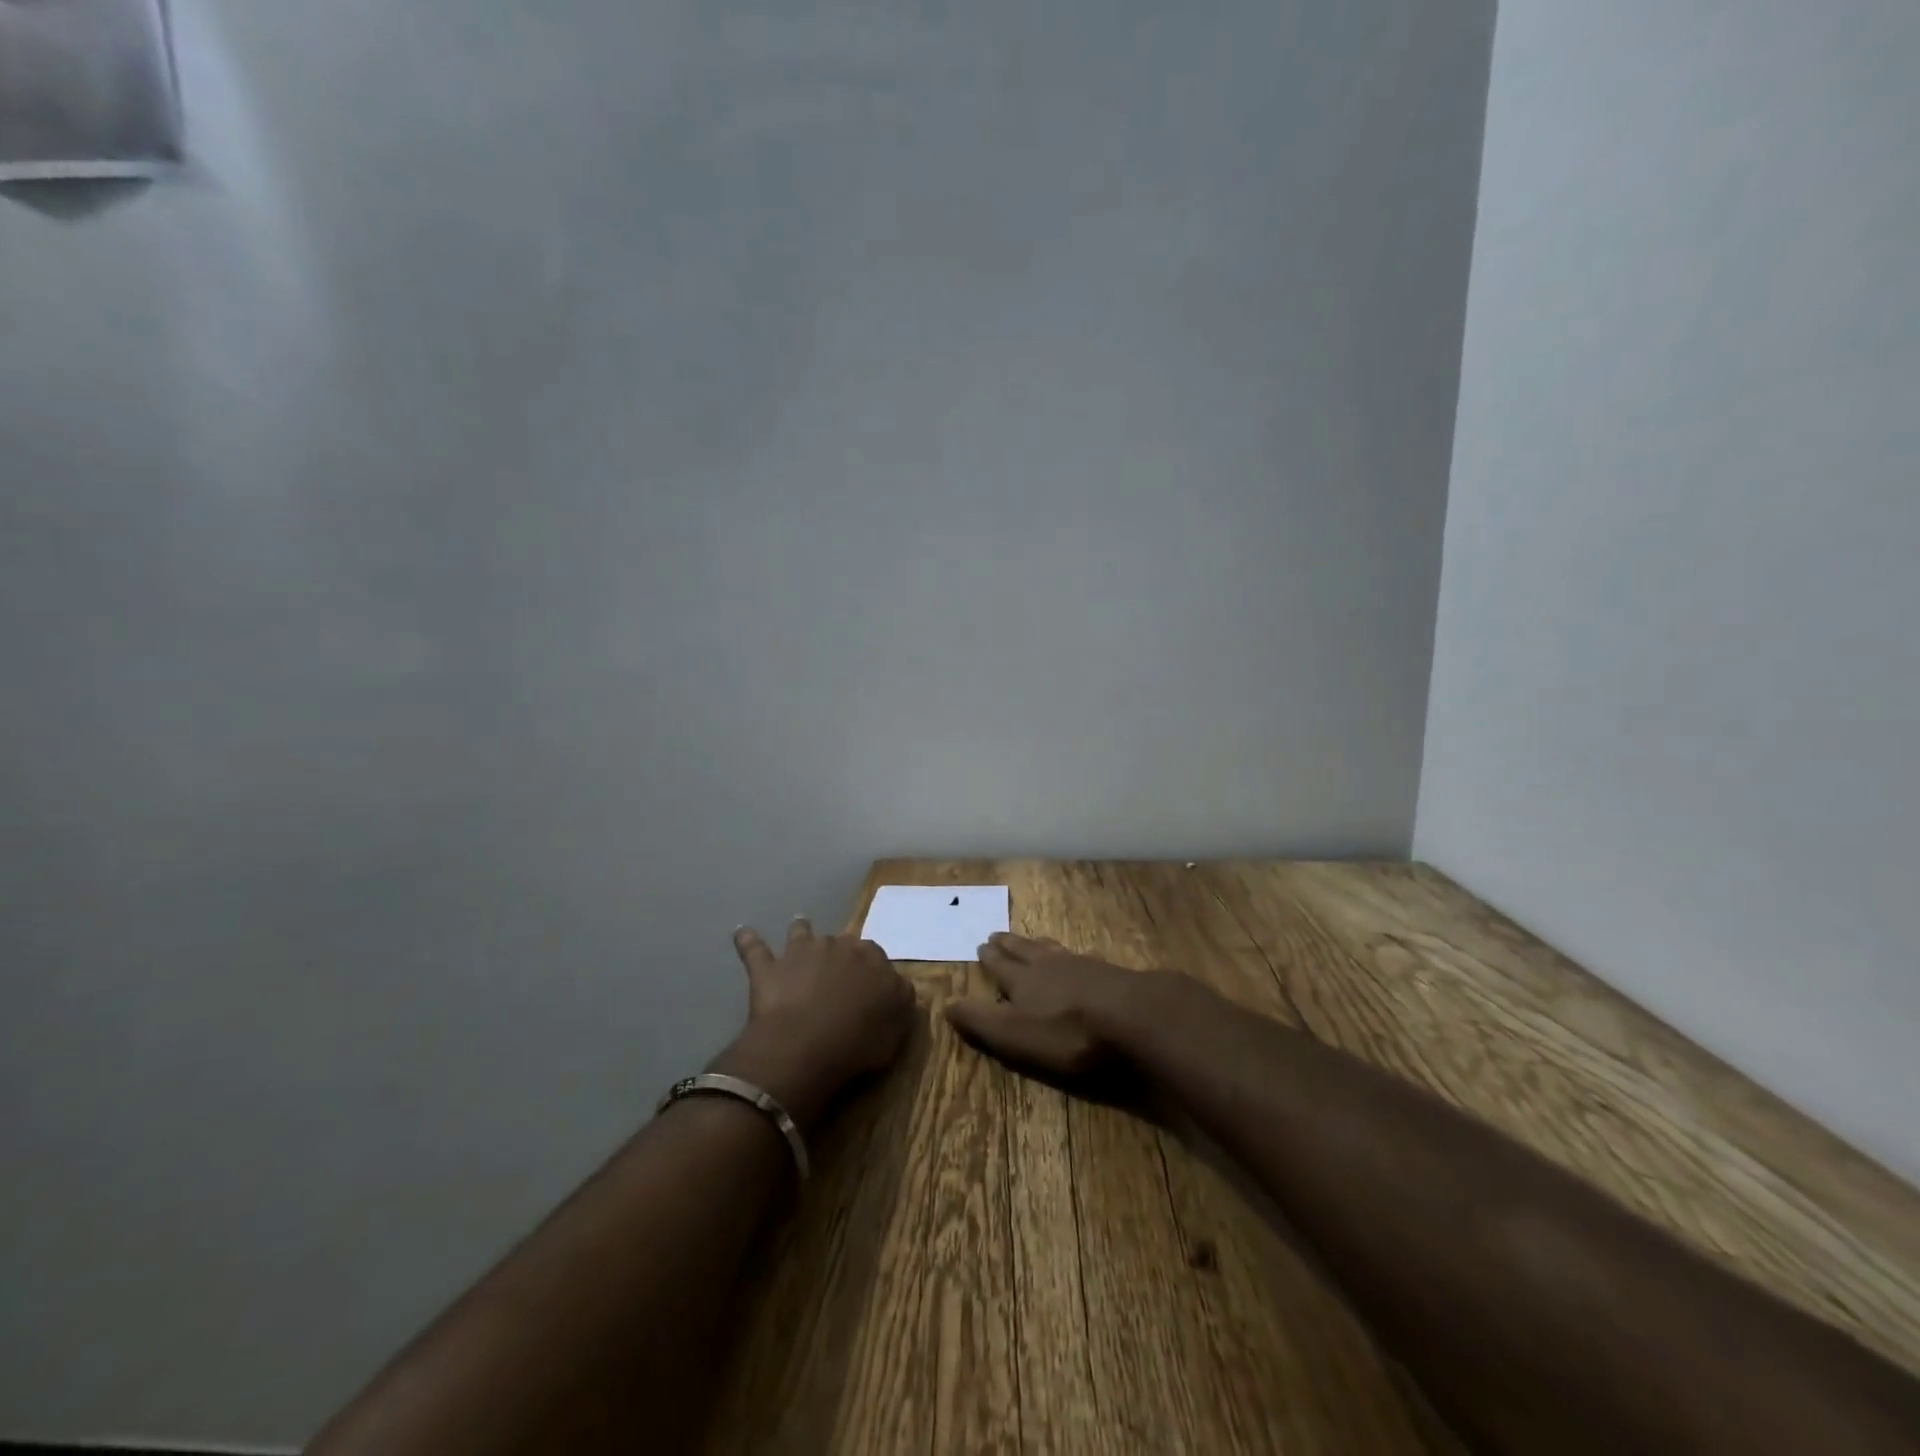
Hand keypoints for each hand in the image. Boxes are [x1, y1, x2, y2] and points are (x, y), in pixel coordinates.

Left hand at [712, 918, 915, 1129]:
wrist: (806, 1045)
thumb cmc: (858, 1041)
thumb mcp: (896, 1028)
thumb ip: (900, 1002)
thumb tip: (899, 988)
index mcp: (872, 958)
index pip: (876, 957)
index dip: (871, 972)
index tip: (869, 989)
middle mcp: (838, 945)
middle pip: (842, 943)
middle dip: (840, 954)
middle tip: (838, 975)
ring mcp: (801, 952)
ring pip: (802, 933)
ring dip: (802, 931)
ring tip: (800, 925)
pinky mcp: (769, 967)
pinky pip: (754, 948)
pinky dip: (747, 940)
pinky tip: (740, 932)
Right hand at [945, 932, 1192, 1079]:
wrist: (1133, 1015)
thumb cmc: (1067, 1031)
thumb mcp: (1014, 1034)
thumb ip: (981, 1020)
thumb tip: (945, 1003)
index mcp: (1022, 980)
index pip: (1000, 965)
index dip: (989, 958)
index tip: (981, 945)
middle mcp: (1049, 966)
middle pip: (1025, 950)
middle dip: (1010, 944)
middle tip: (997, 934)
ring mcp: (1082, 966)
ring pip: (1052, 950)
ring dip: (1038, 945)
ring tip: (1033, 941)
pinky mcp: (1110, 974)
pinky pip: (1082, 958)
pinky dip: (1072, 956)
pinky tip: (1079, 958)